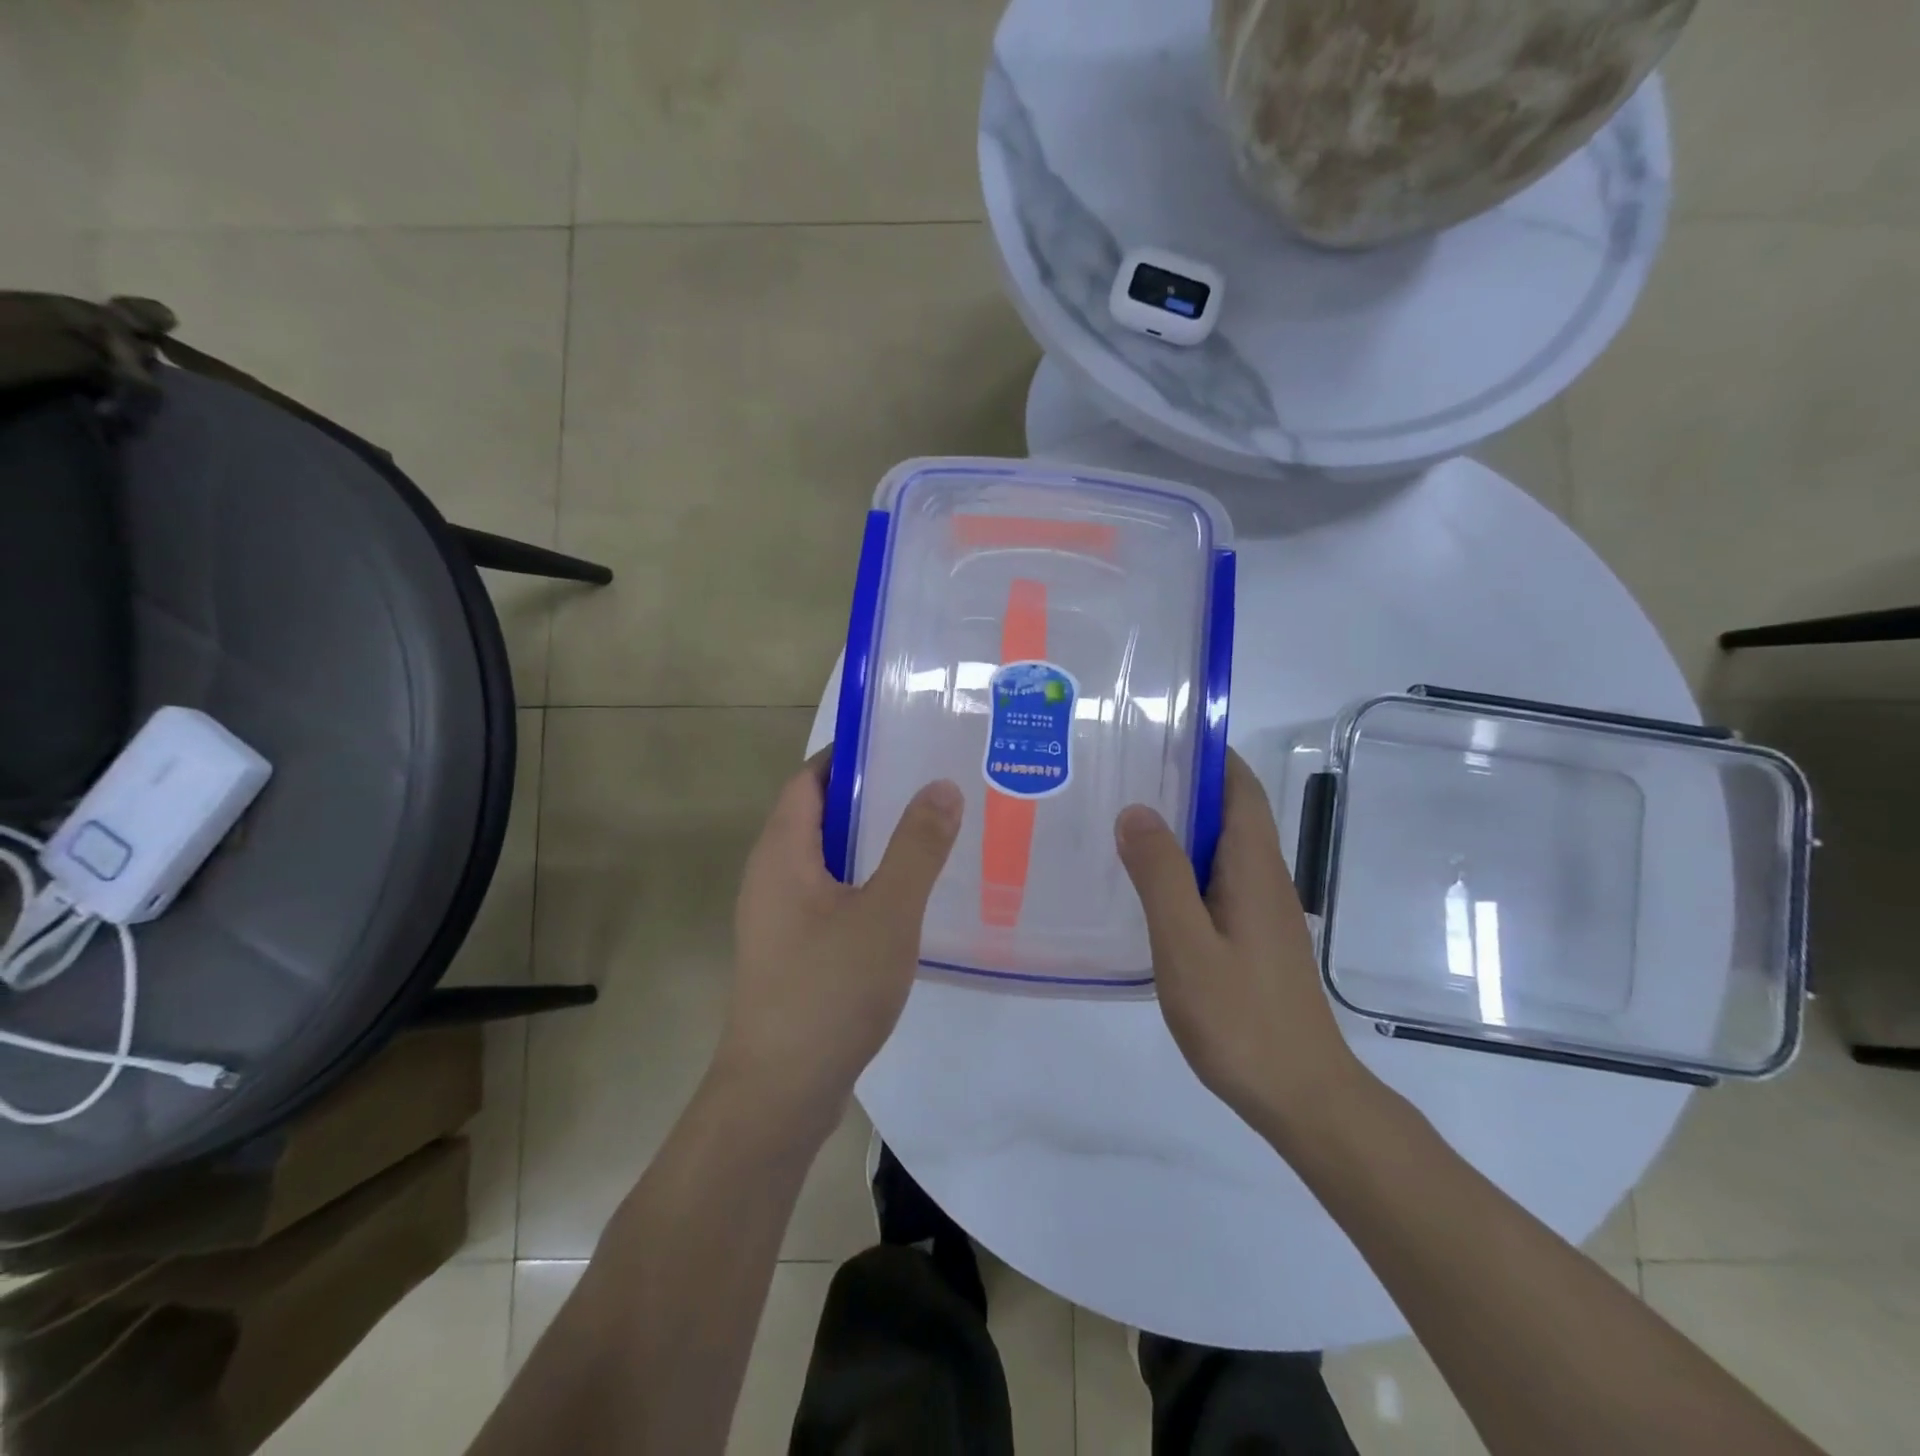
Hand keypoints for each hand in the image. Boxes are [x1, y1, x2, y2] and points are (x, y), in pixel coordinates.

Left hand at [717, 751, 962, 1129]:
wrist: (781, 1093)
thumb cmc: (829, 990)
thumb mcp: (886, 912)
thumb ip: (917, 847)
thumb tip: (942, 785)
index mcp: (781, 853)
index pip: (808, 780)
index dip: (848, 756)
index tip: (900, 743)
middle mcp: (771, 876)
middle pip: (818, 816)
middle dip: (870, 797)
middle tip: (930, 784)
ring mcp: (779, 918)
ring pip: (827, 860)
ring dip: (871, 843)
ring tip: (930, 831)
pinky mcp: (793, 951)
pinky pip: (831, 896)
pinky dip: (865, 882)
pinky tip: (908, 897)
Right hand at [1116, 749, 1366, 1134]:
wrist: (1303, 1096)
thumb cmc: (1241, 1018)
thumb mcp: (1186, 944)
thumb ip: (1160, 875)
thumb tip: (1137, 810)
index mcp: (1253, 867)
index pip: (1239, 787)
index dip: (1208, 754)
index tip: (1160, 733)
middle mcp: (1264, 878)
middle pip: (1229, 811)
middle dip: (1184, 784)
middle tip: (1122, 772)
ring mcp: (1262, 910)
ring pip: (1221, 848)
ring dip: (1181, 826)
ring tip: (1123, 818)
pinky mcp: (1254, 938)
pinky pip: (1217, 881)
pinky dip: (1184, 865)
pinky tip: (1147, 883)